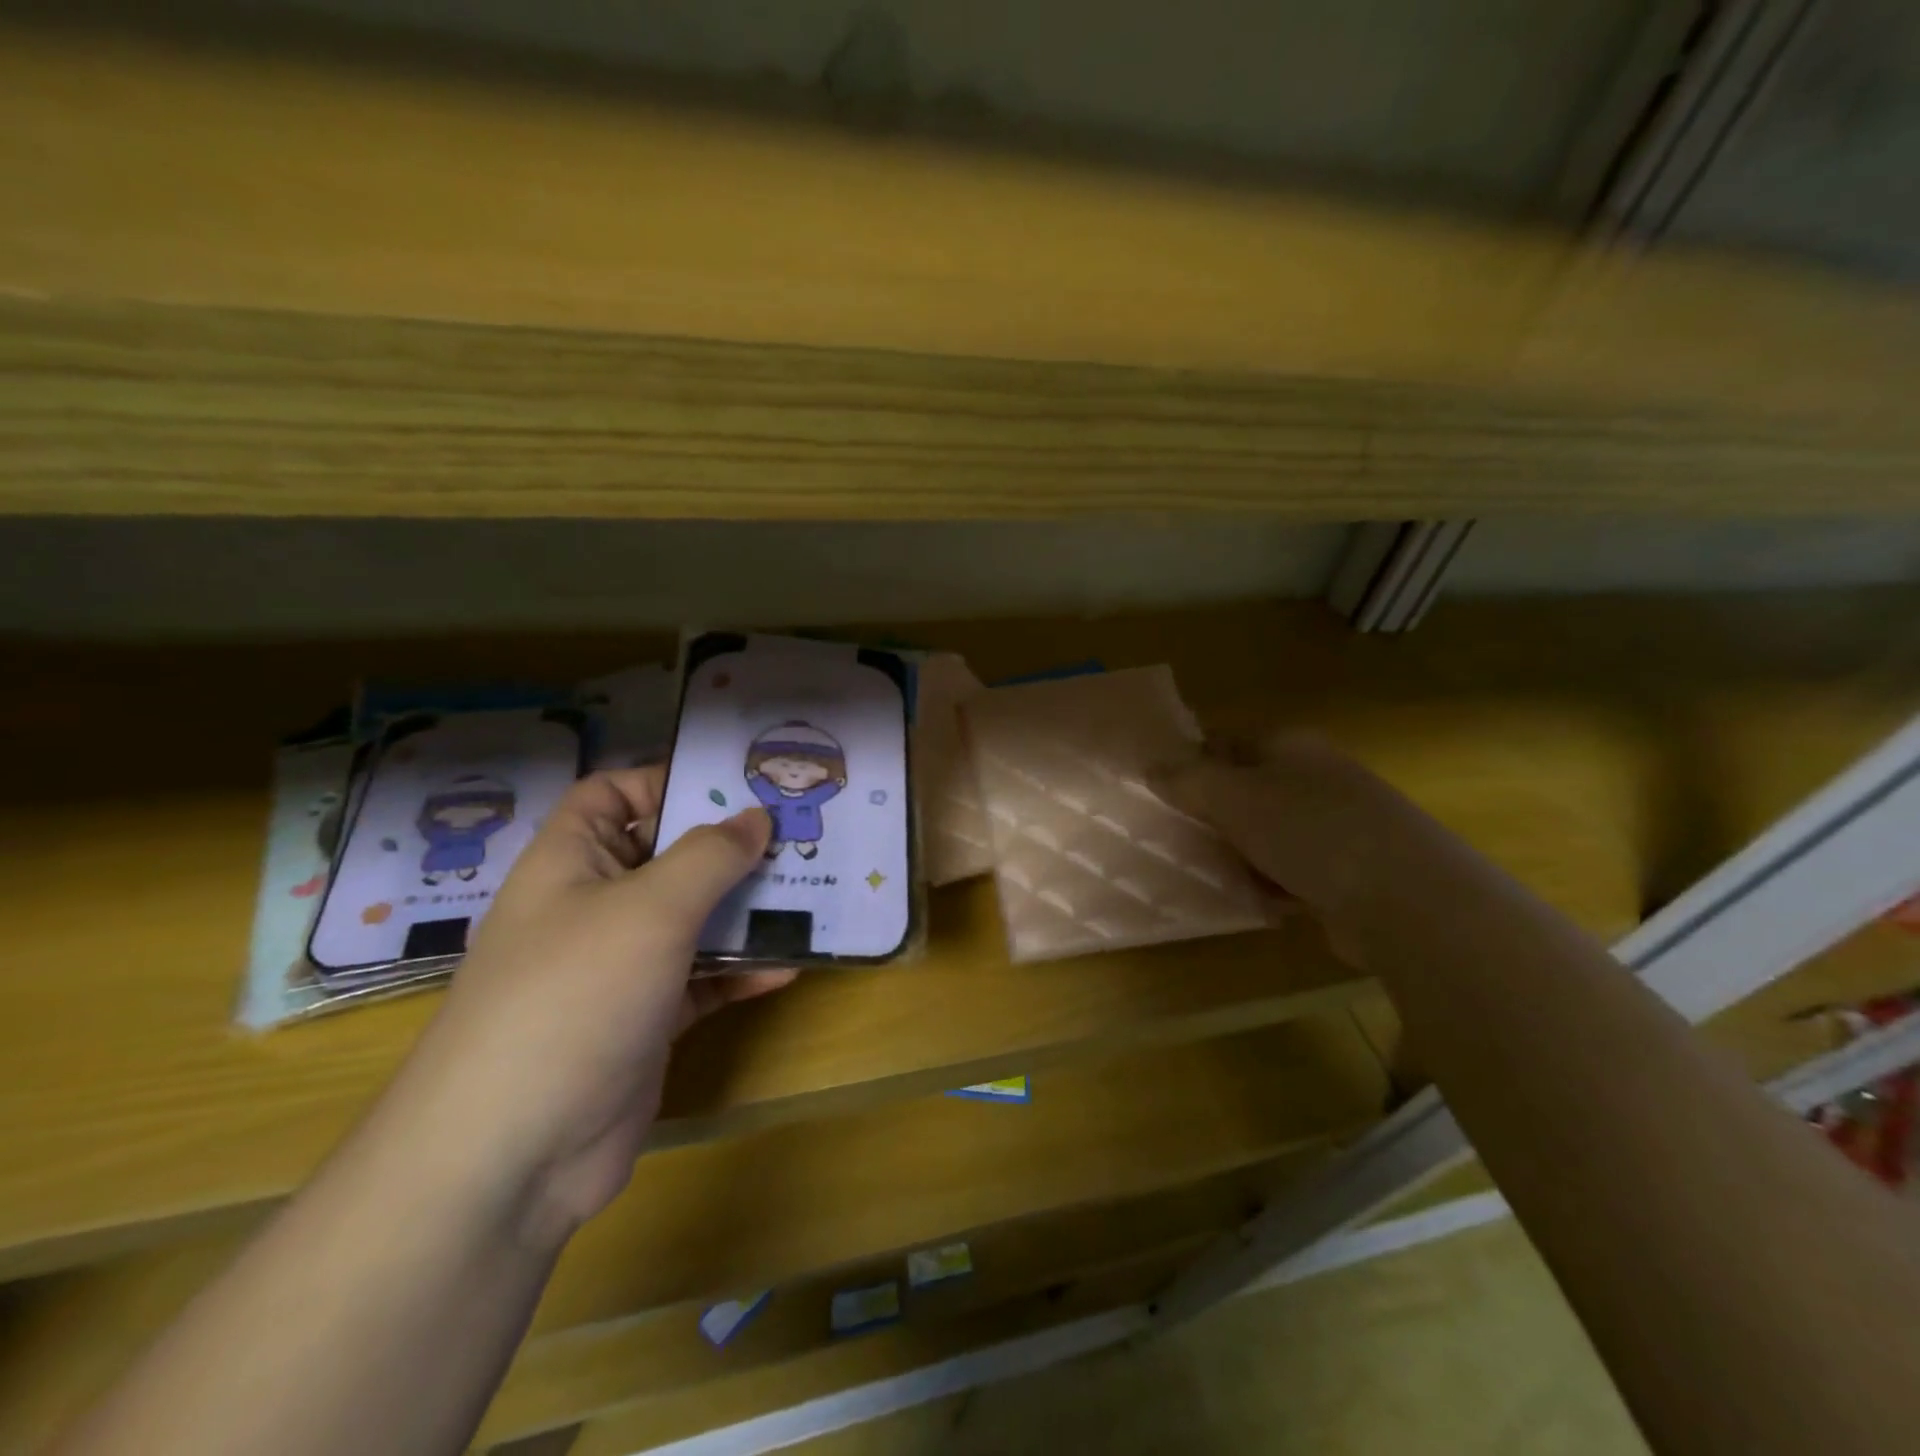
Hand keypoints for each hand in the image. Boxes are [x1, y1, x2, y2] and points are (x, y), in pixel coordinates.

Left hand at [393, 766, 793, 1248]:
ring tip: (811, 892)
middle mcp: (593, 906)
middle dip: (730, 846)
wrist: (511, 1156)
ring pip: (693, 918)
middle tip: (799, 834)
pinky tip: (789, 965)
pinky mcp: (646, 1018)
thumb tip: (756, 818)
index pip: (613, 794)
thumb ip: (710, 856)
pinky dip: (741, 970)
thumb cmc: (573, 996)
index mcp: (571, 861)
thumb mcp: (650, 909)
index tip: (739, 785)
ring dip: (746, 908)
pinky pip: (703, 978)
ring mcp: (620, 966)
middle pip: (667, 855)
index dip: (668, 780)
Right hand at [1151, 735, 1405, 925]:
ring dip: (1240, 854)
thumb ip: (1187, 780)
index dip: (1192, 762)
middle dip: (1214, 816)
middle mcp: (1315, 778)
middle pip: (1246, 790)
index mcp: (1291, 747)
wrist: (1407, 899)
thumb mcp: (1234, 798)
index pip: (1227, 742)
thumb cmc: (1310, 832)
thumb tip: (1150, 766)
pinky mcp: (1348, 871)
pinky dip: (1272, 883)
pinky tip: (1257, 901)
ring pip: (1267, 834)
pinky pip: (1292, 870)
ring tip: (1213, 874)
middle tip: (1182, 838)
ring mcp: (1336, 825)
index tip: (1162, 793)